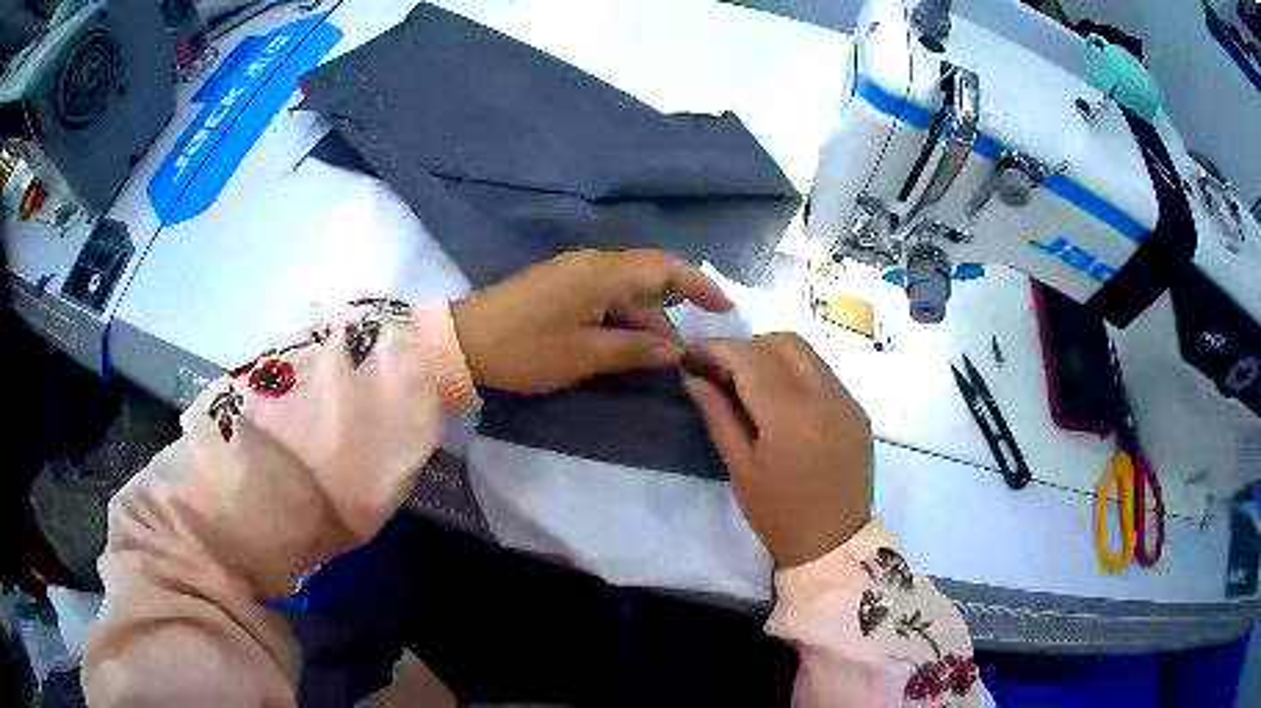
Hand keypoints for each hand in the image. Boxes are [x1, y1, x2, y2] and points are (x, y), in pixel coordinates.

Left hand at [451, 249, 731, 393]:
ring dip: (645, 317)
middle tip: (686, 347)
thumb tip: (675, 351)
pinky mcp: (557, 283)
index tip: (723, 308)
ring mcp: (571, 271)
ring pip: (625, 286)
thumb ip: (634, 349)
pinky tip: (623, 340)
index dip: (699, 284)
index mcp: (601, 274)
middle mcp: (591, 263)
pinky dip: (622, 314)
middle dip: (673, 307)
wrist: (462, 340)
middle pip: (647, 275)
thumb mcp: (583, 356)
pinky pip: (604, 291)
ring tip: (657, 355)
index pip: (664, 268)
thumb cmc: (524, 349)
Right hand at [684, 334, 872, 567]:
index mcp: (789, 413)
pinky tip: (782, 397)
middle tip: (721, 372)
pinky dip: (796, 369)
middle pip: (780, 342)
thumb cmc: (779, 514)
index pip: (749, 356)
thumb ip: (718, 415)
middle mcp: (823, 394)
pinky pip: (823, 370)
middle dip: (745, 347)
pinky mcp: (858, 408)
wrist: (834, 542)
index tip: (693, 357)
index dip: (717, 349)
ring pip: (805, 351)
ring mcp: (846, 398)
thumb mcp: (740, 468)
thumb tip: (694, 377)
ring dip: (772, 354)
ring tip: (749, 383)